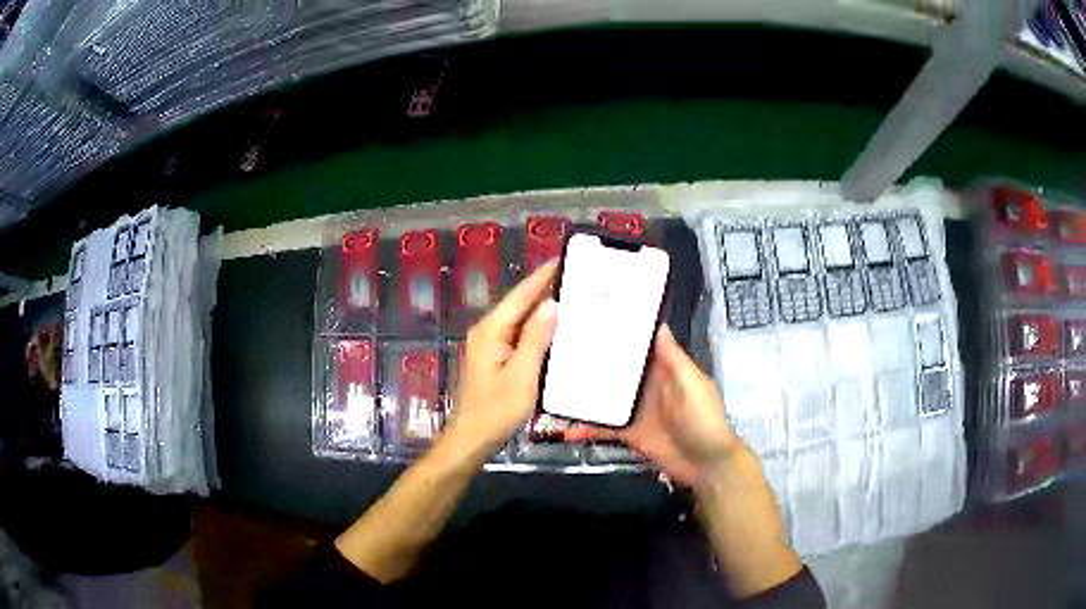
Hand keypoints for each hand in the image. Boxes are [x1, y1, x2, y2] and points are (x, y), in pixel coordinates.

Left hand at [446, 260, 558, 453]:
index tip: (564, 258)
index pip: (521, 295)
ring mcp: (489, 343)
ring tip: (572, 295)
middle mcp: (487, 330)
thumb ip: (535, 338)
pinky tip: (555, 327)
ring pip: (519, 318)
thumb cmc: (497, 410)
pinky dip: (537, 326)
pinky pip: (518, 333)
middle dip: (545, 288)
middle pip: (519, 303)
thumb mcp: (522, 375)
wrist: (472, 437)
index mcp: (491, 330)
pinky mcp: (495, 356)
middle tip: (576, 277)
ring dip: (542, 307)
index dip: (542, 276)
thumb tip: (551, 303)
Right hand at [568, 324, 741, 486]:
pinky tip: (565, 427)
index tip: (591, 317)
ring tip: (552, 383)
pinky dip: (586, 427)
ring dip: (584, 393)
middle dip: (592, 360)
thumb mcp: (692, 384)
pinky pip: (604, 427)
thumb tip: (658, 324)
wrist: (706, 465)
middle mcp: (646, 386)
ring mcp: (635, 411)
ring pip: (605, 397)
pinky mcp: (628, 433)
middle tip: (558, 347)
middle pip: (616, 370)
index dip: (619, 332)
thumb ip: (673, 359)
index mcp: (663, 369)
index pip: (638, 346)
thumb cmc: (703, 419)